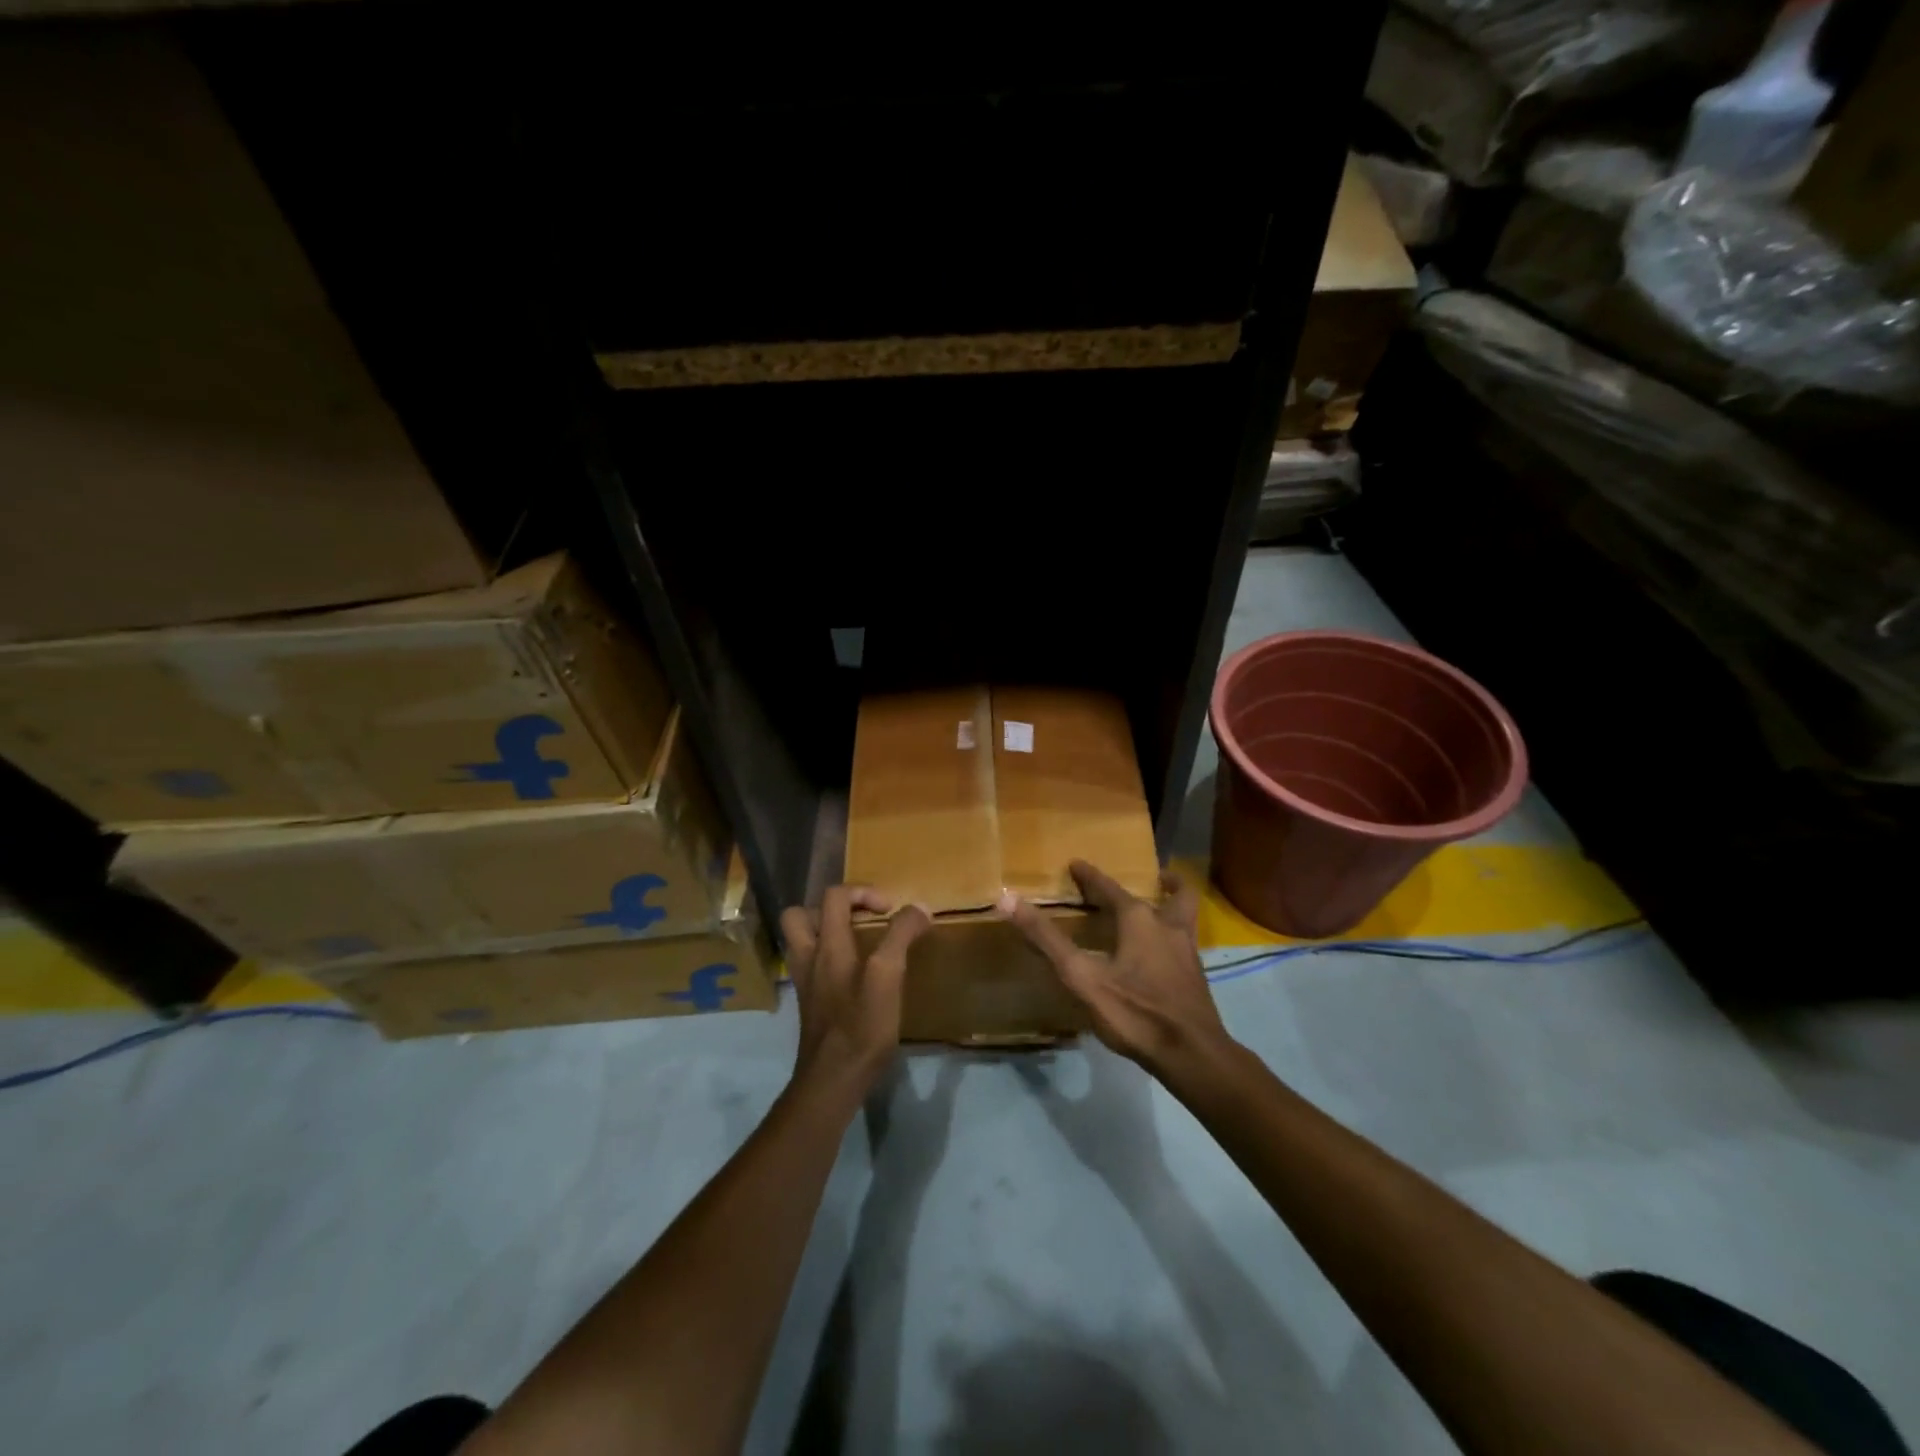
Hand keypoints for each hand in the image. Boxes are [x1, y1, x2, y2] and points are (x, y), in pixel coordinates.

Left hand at [780, 887, 930, 1092]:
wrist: (833, 1080)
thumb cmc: (861, 1026)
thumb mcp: (888, 976)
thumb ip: (900, 937)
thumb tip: (918, 907)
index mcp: (827, 946)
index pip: (835, 896)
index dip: (864, 892)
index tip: (890, 911)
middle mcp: (809, 958)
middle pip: (800, 915)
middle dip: (831, 909)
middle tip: (859, 920)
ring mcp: (805, 982)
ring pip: (802, 941)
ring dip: (825, 931)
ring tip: (856, 941)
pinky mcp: (810, 1004)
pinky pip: (811, 966)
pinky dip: (828, 958)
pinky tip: (853, 974)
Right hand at [1000, 860, 1230, 1074]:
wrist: (1191, 1054)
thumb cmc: (1134, 1011)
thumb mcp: (1081, 976)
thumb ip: (1046, 939)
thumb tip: (1008, 899)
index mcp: (1139, 919)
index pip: (1110, 888)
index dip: (1090, 876)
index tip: (1076, 864)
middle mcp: (1168, 926)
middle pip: (1169, 893)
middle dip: (1157, 882)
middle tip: (1148, 877)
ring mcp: (1187, 951)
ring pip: (1185, 915)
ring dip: (1174, 903)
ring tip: (1163, 903)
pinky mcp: (1196, 977)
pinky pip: (1186, 941)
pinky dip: (1175, 934)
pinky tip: (1162, 953)